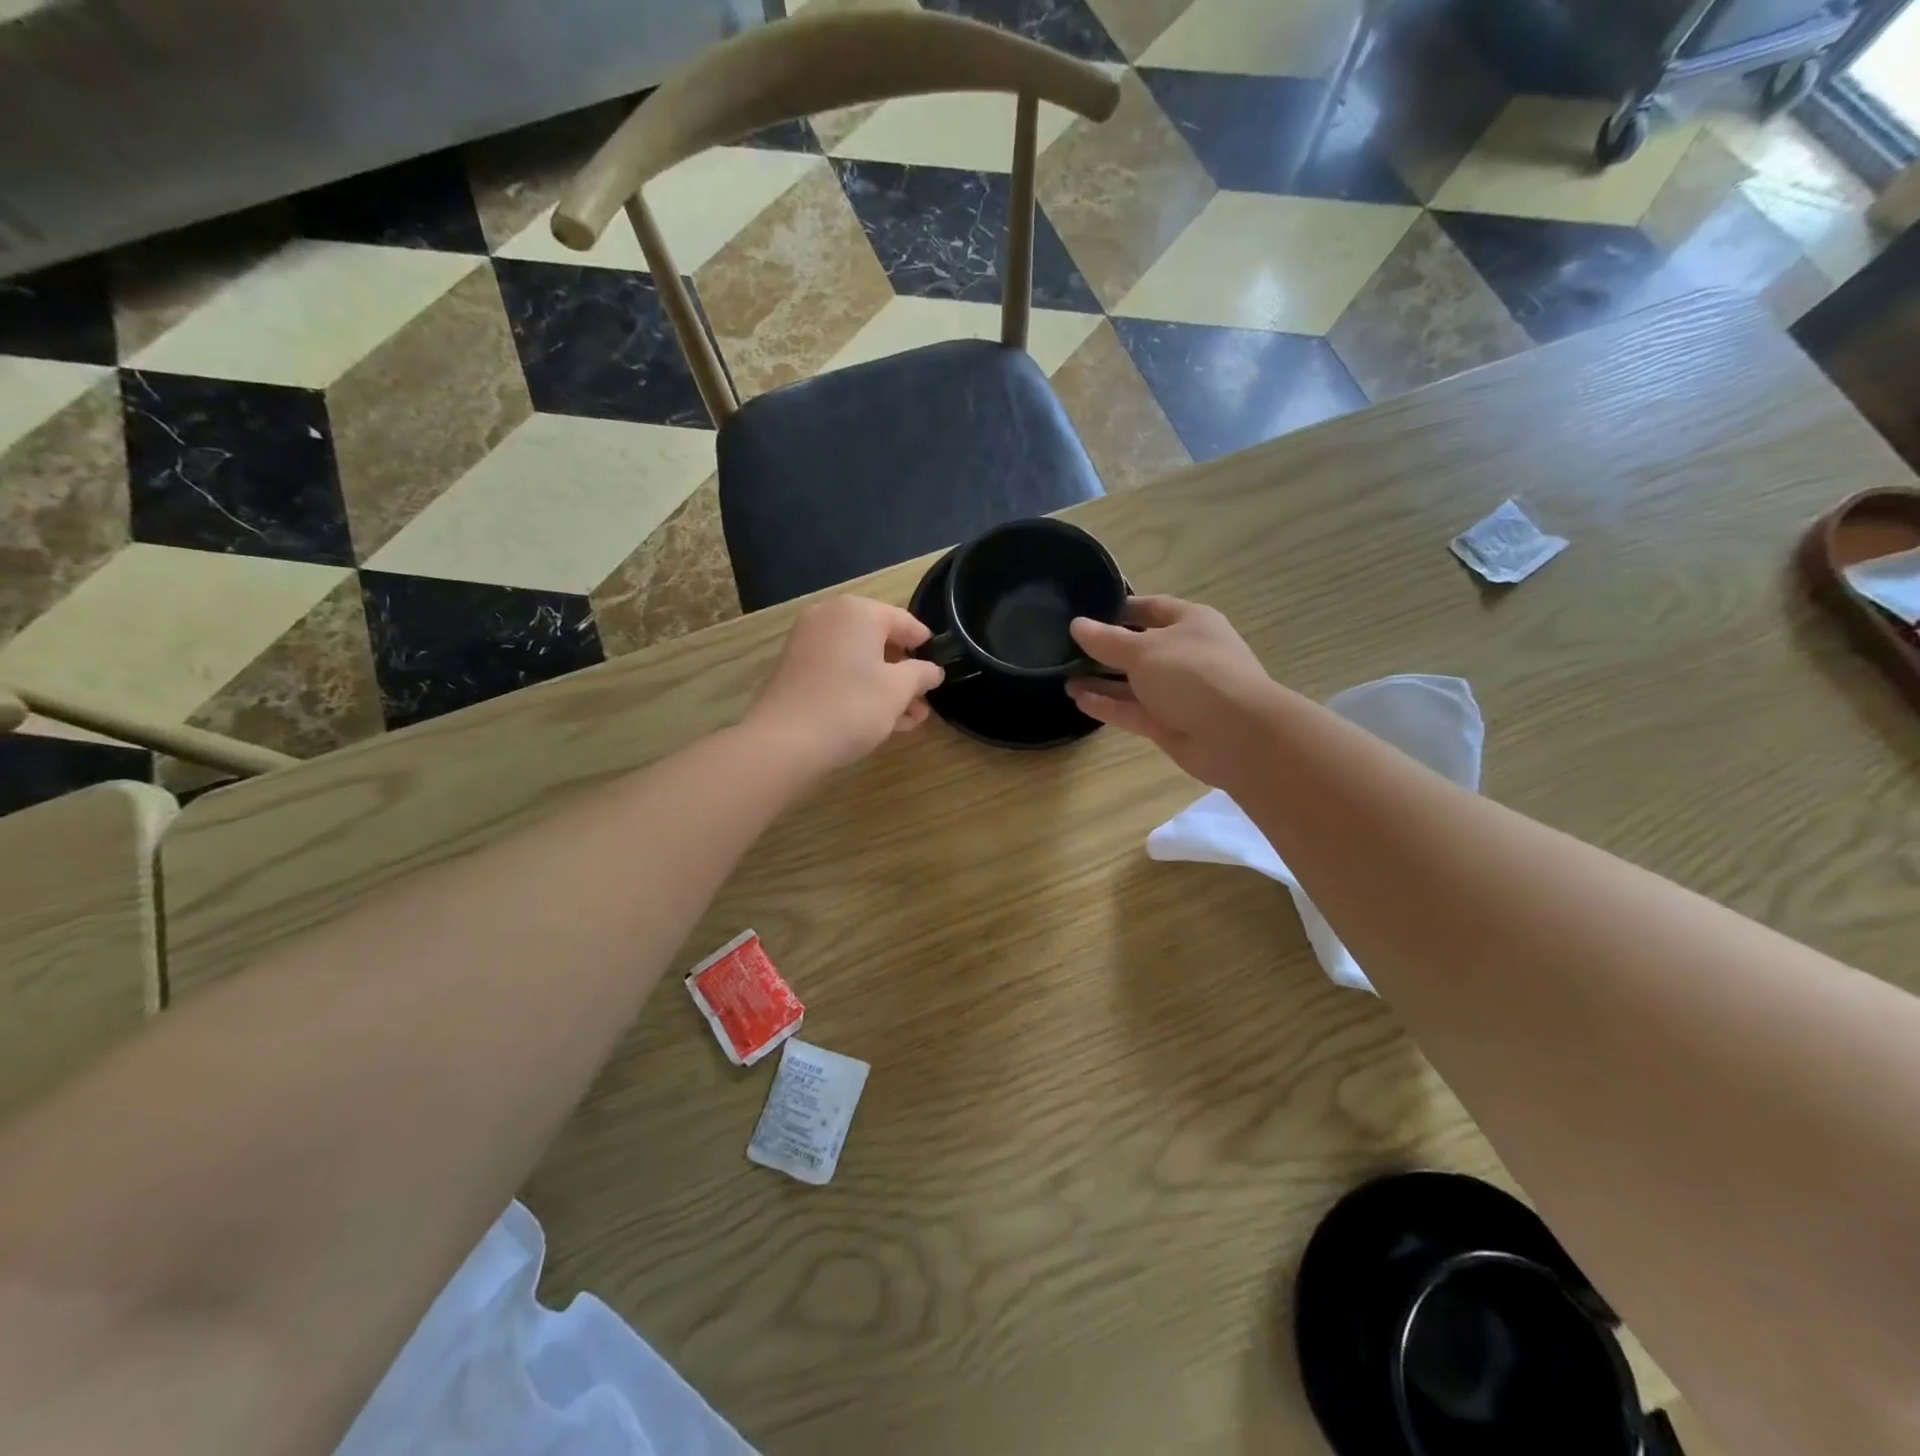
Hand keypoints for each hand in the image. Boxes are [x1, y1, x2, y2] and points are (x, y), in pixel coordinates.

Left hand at [747, 597, 944, 772]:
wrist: (786, 741)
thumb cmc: (852, 706)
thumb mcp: (898, 690)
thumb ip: (921, 674)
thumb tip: (933, 670)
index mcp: (858, 611)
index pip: (904, 621)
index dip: (925, 646)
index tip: (939, 670)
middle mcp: (830, 617)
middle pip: (879, 642)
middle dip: (904, 674)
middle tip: (924, 702)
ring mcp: (807, 643)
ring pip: (859, 661)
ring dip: (886, 687)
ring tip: (908, 720)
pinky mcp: (795, 669)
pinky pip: (838, 672)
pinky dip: (859, 689)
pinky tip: (880, 721)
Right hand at [1066, 596, 1278, 786]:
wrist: (1236, 735)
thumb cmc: (1193, 674)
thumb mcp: (1143, 650)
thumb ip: (1106, 640)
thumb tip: (1077, 625)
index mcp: (1190, 623)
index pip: (1151, 608)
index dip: (1120, 608)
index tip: (1086, 612)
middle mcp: (1185, 655)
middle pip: (1140, 647)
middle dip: (1106, 648)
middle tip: (1066, 647)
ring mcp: (1178, 692)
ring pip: (1134, 682)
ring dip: (1102, 680)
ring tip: (1064, 676)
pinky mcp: (1169, 724)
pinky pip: (1132, 710)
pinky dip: (1108, 705)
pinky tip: (1077, 699)